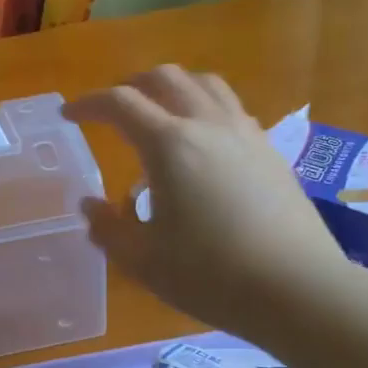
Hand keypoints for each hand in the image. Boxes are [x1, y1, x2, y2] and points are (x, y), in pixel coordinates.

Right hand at [65, 66, 355, 345]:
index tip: (70, 115)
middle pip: (166, 78)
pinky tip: (203, 143)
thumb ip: (108, 228)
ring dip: (173, 88)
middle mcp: (208, 125)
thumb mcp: (143, 260)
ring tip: (160, 113)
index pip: (120, 103)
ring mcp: (245, 134)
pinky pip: (231, 109)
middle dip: (132, 85)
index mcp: (170, 144)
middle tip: (113, 110)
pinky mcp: (271, 151)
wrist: (297, 289)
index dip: (89, 104)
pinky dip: (205, 108)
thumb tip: (90, 205)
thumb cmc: (211, 275)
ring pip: (205, 84)